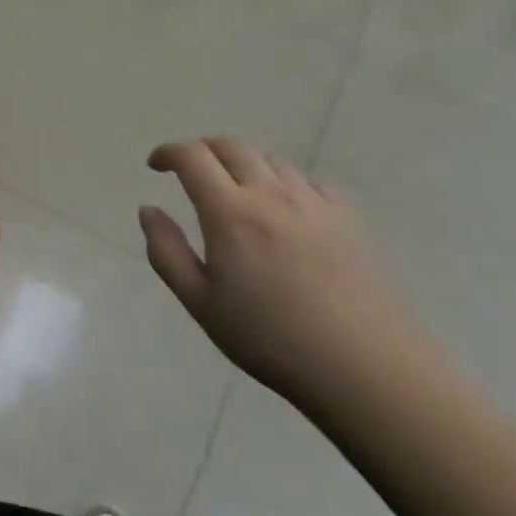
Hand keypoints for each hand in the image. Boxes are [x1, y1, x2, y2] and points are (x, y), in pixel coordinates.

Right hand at [141, 136, 425, 411]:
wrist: (367, 368)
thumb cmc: (271, 339)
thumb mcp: (201, 303)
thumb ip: (167, 252)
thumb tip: (148, 210)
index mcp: (229, 211)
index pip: (192, 157)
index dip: (168, 152)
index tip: (156, 165)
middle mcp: (270, 193)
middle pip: (231, 147)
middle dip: (203, 150)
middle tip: (190, 171)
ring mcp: (315, 202)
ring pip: (270, 160)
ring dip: (243, 164)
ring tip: (236, 190)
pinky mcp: (349, 217)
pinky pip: (308, 181)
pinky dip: (284, 182)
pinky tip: (285, 210)